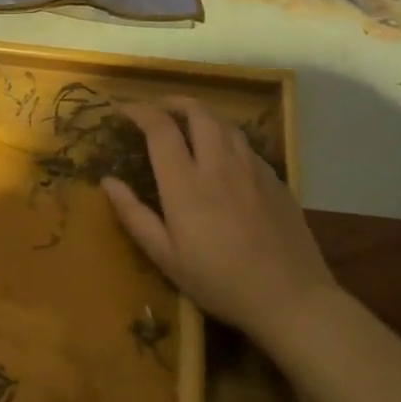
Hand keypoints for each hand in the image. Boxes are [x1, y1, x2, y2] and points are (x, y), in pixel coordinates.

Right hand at [101, 100, 339, 337]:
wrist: (292, 299)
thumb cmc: (219, 281)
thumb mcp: (165, 256)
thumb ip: (134, 215)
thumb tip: (108, 181)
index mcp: (185, 183)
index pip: (160, 128)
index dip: (139, 111)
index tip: (123, 111)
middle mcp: (219, 165)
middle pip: (197, 112)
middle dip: (172, 102)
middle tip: (156, 110)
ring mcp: (252, 169)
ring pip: (225, 123)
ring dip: (201, 115)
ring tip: (187, 125)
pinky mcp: (275, 179)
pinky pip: (245, 144)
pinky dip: (225, 136)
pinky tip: (221, 155)